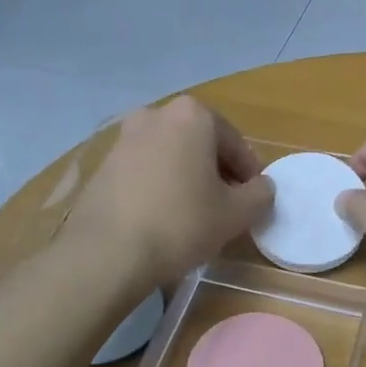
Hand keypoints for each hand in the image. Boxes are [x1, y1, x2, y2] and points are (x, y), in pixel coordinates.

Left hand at [62, 98, 274, 288]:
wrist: (107, 252)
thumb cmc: (181, 223)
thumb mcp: (235, 214)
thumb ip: (259, 195)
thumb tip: (263, 187)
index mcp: (192, 115)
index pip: (235, 142)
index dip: (249, 173)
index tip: (253, 200)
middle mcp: (156, 114)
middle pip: (200, 143)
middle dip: (217, 171)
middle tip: (227, 206)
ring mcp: (124, 137)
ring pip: (171, 155)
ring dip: (187, 177)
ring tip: (194, 214)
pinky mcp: (103, 163)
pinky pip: (144, 169)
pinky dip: (159, 185)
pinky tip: (162, 217)